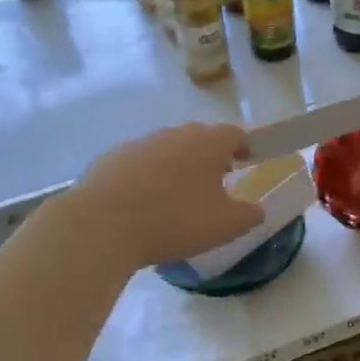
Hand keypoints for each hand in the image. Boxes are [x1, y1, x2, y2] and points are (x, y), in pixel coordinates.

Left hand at [72, 123, 263, 268]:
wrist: (102, 225)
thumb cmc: (175, 221)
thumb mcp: (225, 226)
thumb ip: (249, 215)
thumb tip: (257, 209)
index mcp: (207, 144)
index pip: (234, 134)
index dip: (244, 146)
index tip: (247, 161)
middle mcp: (174, 134)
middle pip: (199, 137)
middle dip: (211, 155)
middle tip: (216, 179)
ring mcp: (139, 144)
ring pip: (167, 149)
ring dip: (178, 165)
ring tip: (179, 193)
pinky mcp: (110, 159)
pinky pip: (139, 163)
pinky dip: (148, 176)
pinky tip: (144, 202)